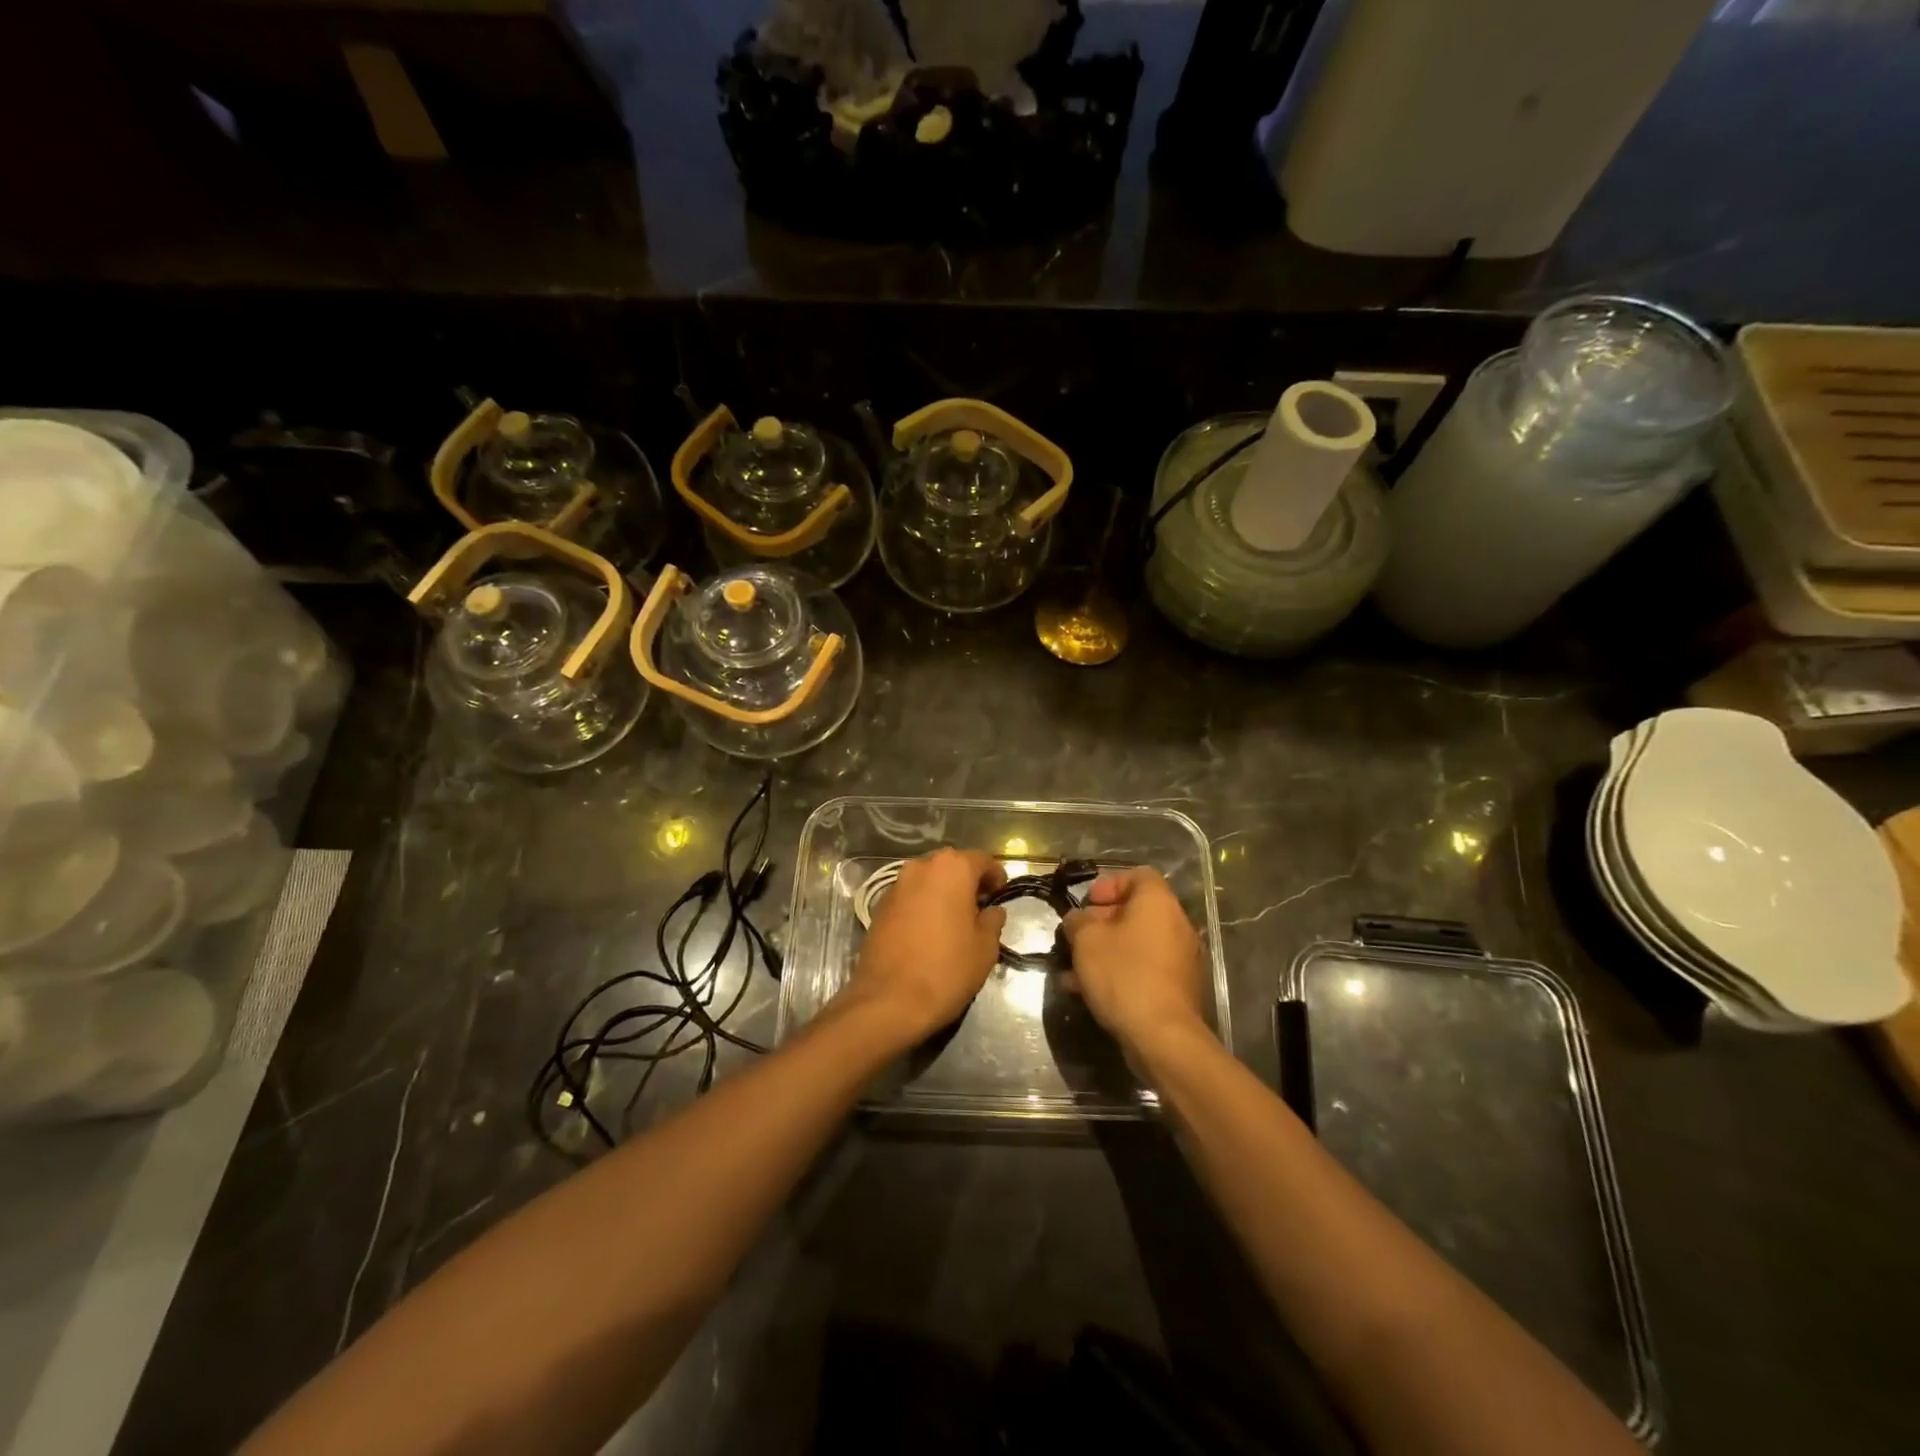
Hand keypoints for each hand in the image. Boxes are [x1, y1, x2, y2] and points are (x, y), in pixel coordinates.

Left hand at [842, 848, 1006, 1046]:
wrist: (889, 1000)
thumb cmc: (946, 969)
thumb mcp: (985, 948)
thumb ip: (992, 921)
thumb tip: (992, 911)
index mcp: (952, 868)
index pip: (982, 860)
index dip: (996, 876)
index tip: (1001, 895)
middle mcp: (921, 867)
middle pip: (952, 865)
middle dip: (967, 881)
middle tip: (980, 907)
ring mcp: (896, 885)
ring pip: (928, 879)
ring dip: (943, 892)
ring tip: (954, 920)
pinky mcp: (879, 905)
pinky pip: (910, 896)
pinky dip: (923, 904)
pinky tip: (929, 930)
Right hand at [1060, 867, 1207, 1054]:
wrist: (1161, 1036)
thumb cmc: (1123, 974)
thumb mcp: (1086, 940)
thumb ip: (1077, 921)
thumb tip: (1078, 920)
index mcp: (1158, 903)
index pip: (1138, 875)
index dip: (1109, 884)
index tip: (1087, 903)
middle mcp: (1176, 924)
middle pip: (1135, 911)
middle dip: (1100, 923)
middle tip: (1076, 938)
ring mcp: (1180, 958)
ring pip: (1135, 943)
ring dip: (1104, 951)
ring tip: (1073, 970)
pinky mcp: (1177, 988)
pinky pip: (1143, 968)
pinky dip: (1118, 972)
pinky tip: (1087, 992)